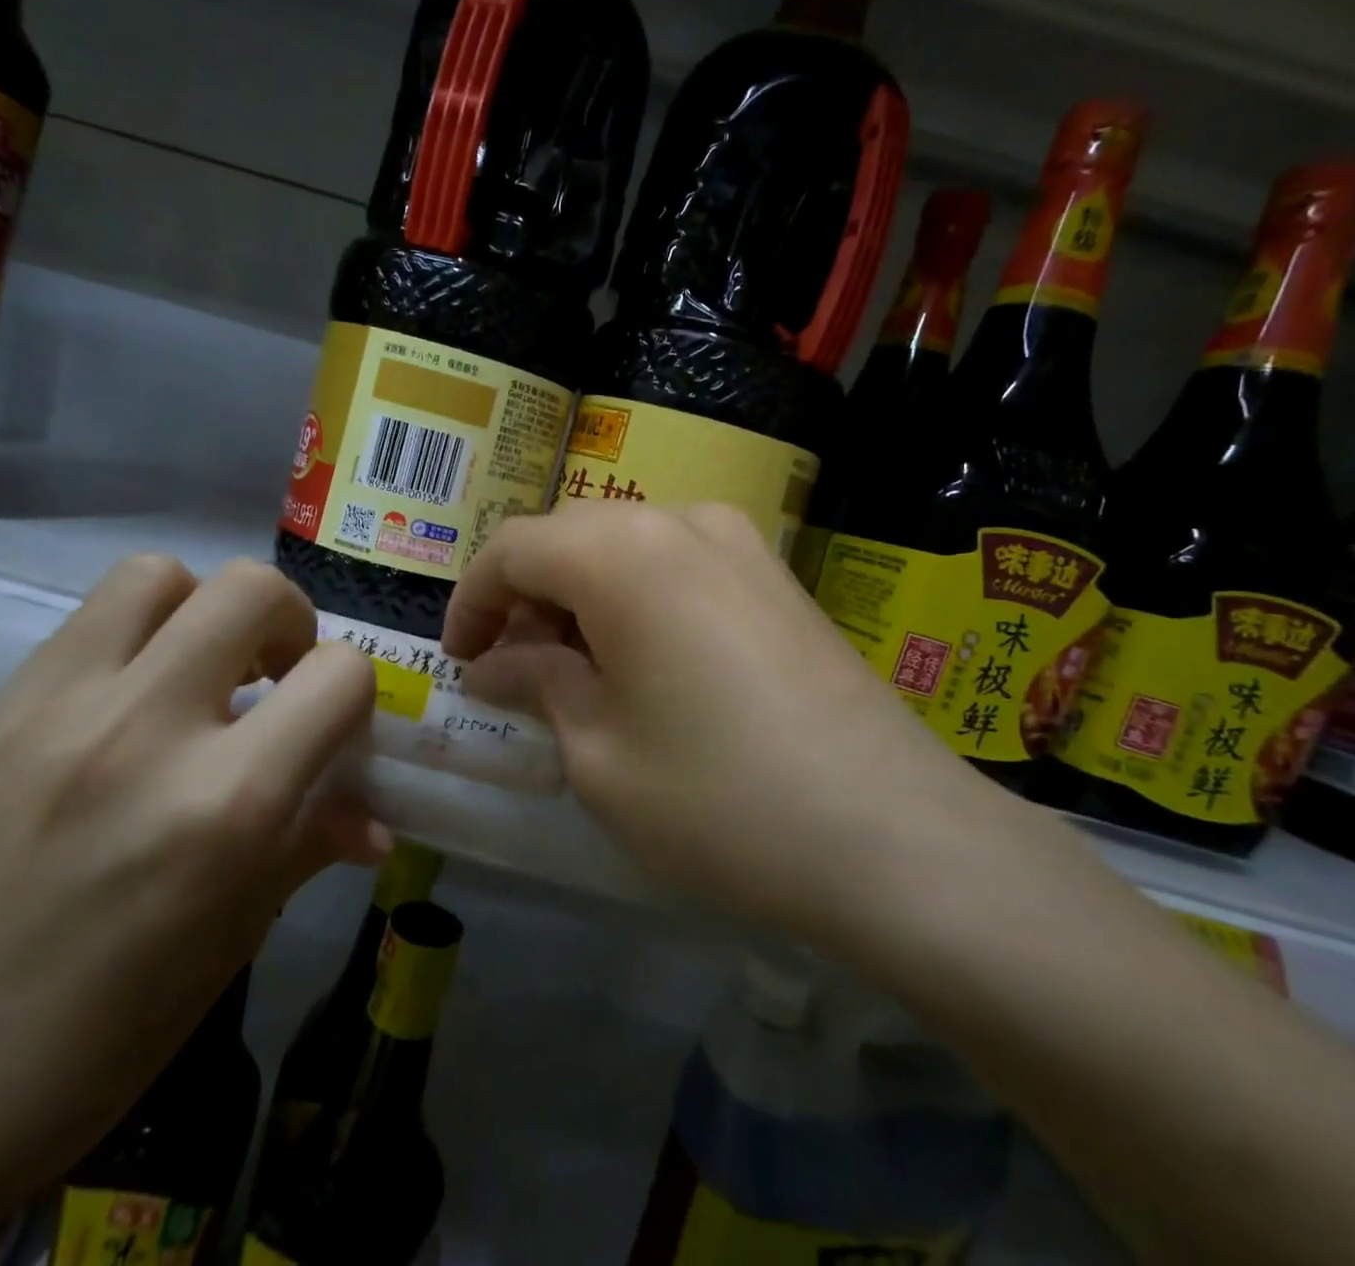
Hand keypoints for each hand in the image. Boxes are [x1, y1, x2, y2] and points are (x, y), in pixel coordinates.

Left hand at [0, 557, 378, 1263]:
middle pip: (252, 589)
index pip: (338, 676)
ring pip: (160, 574)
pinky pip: (88, 621)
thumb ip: (308, 849)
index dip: (356, 695)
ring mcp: (55, 709)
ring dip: (205, 608)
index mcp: (223, 807)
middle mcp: (144, 730)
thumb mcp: (230, 945)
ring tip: (201, 671)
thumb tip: (372, 819)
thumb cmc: (90, 1043)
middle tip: (278, 678)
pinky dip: (137, 635)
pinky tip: (126, 706)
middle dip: (292, 622)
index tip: (335, 731)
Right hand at [442, 502, 1008, 947]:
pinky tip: (646, 664)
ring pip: (625, 547)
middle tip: (515, 672)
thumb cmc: (718, 797)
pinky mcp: (776, 574)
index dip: (471, 601)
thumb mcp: (598, 752)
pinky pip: (679, 564)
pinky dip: (638, 599)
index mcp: (620, 551)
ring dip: (582, 597)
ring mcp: (738, 542)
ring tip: (579, 673)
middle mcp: (679, 520)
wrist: (894, 834)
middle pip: (569, 537)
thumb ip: (535, 684)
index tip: (460, 661)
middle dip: (527, 598)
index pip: (512, 548)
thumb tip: (493, 663)